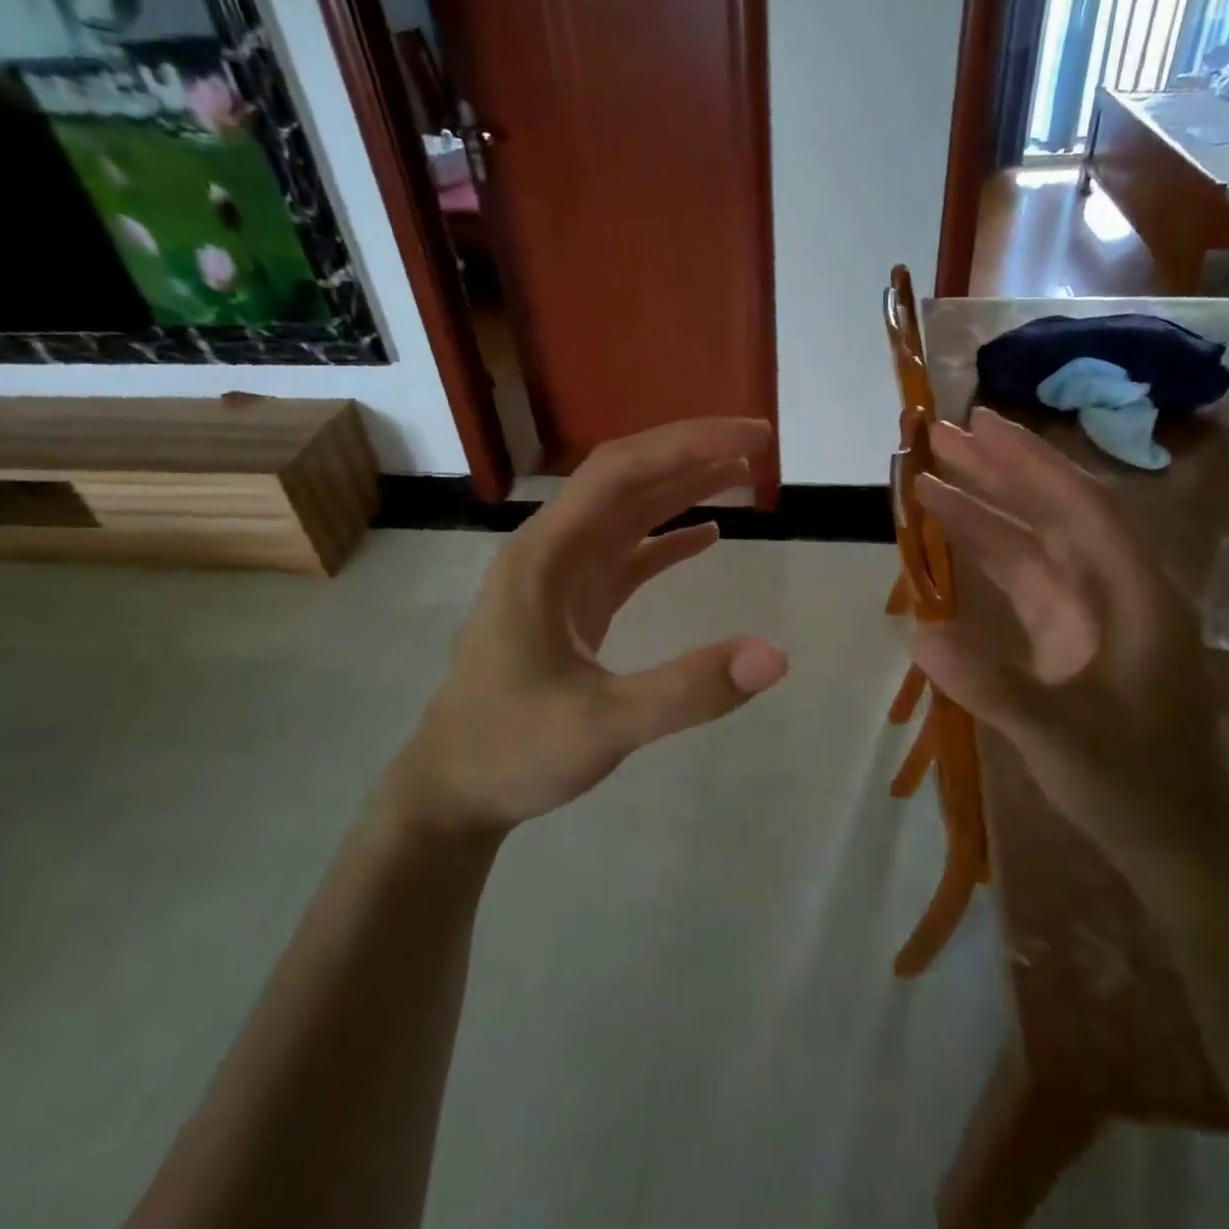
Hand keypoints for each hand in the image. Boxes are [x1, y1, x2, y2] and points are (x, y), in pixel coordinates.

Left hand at [387, 419, 788, 835]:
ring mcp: (559, 578)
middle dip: (690, 454)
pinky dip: (666, 540)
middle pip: (625, 479)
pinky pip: (624, 555)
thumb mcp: (603, 726)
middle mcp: (550, 551)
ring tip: (742, 475)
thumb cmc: (513, 750)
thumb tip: (775, 656)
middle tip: (758, 446)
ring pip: (626, 513)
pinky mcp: (571, 606)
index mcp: (544, 556)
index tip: (752, 438)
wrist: (452, 791)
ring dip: (681, 489)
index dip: (687, 445)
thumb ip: (688, 691)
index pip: (620, 472)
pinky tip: (707, 535)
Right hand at [910, 408, 1228, 881]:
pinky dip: (986, 552)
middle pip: (1056, 511)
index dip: (1030, 463)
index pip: (1082, 507)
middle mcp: (1116, 589)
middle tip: (940, 437)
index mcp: (1137, 596)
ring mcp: (1092, 612)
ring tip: (926, 479)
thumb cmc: (1132, 785)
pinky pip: (1024, 576)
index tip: (980, 426)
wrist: (1172, 837)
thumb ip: (992, 686)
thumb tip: (916, 634)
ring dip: (985, 508)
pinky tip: (949, 536)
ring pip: (1034, 541)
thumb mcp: (1062, 740)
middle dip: (999, 471)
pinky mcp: (1070, 634)